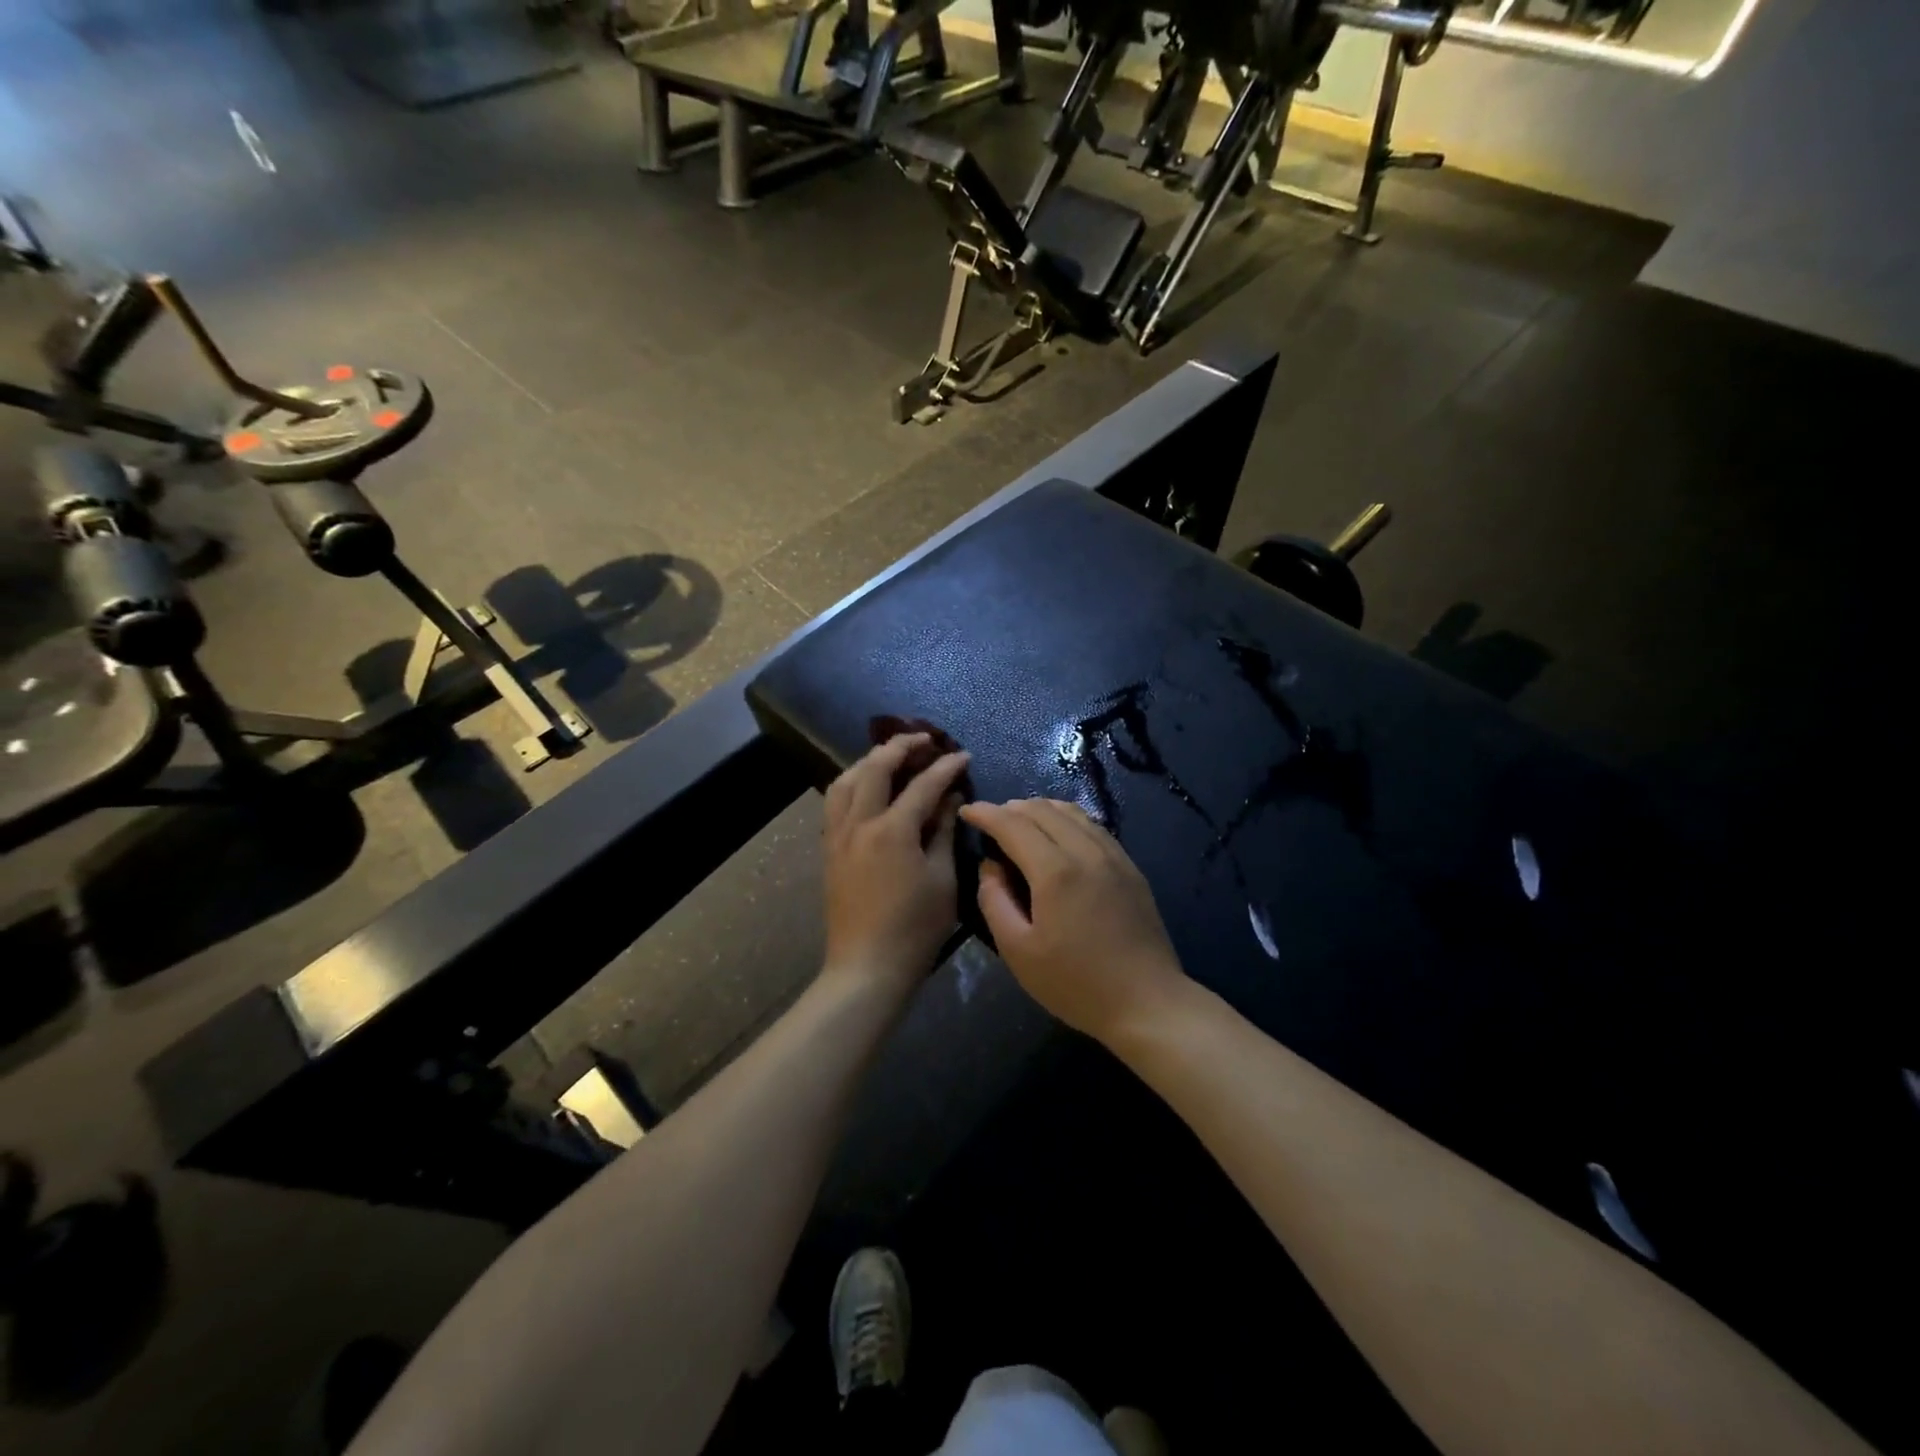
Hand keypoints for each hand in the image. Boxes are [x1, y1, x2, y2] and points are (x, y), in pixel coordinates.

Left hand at [823, 735, 971, 994]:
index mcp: (892, 830)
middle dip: (900, 746)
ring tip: (890, 756)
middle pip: (875, 768)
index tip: (963, 754)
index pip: (922, 784)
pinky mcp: (829, 850)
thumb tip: (951, 798)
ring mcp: (838, 836)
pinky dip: (851, 783)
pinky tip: (865, 788)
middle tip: (924, 739)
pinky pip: (835, 802)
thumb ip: (944, 832)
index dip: (945, 766)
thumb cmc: (915, 928)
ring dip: (869, 760)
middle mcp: (859, 823)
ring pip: (845, 780)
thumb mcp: (942, 879)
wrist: (867, 967)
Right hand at [957, 799, 1187, 1045]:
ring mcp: (1114, 856)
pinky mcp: (1130, 867)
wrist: (1148, 1002)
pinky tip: (1059, 834)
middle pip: (1043, 810)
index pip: (1013, 824)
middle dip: (1010, 808)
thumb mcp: (1018, 951)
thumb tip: (990, 866)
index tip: (967, 811)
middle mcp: (1086, 851)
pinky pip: (1093, 826)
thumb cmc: (1075, 984)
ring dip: (1040, 809)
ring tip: (1021, 821)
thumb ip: (994, 901)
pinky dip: (1067, 819)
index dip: (986, 813)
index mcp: (1055, 871)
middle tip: (990, 820)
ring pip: (1071, 812)